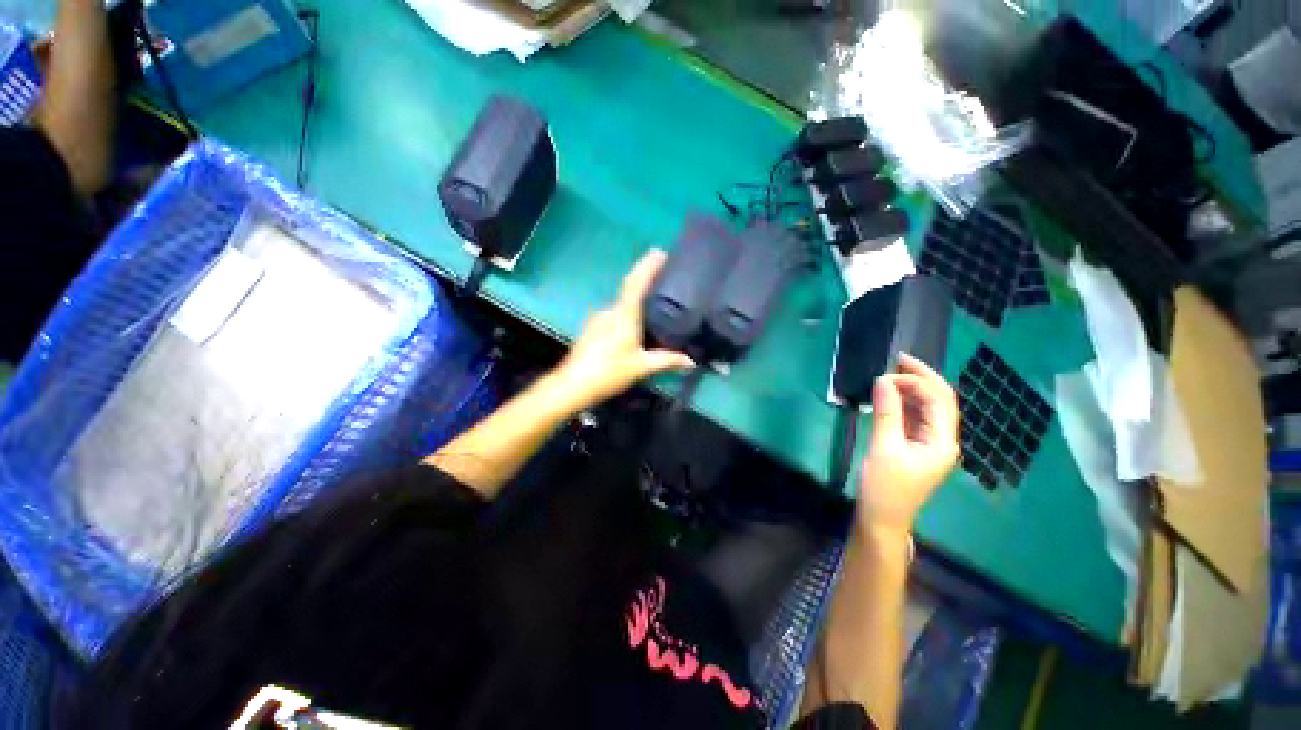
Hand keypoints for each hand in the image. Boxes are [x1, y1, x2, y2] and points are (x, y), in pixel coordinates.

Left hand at [554, 250, 694, 407]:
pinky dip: (626, 315)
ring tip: (652, 310)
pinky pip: (613, 315)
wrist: (572, 385)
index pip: (635, 283)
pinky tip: (633, 329)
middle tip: (665, 285)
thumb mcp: (641, 366)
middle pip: (629, 292)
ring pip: (621, 306)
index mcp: (623, 315)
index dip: (647, 266)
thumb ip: (667, 360)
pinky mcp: (591, 329)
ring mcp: (597, 319)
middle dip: (645, 285)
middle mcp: (609, 311)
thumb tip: (691, 361)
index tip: (660, 252)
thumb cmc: (609, 372)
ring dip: (635, 304)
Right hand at [857, 353, 960, 536]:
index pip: (939, 399)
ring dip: (911, 389)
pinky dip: (904, 403)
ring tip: (890, 374)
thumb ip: (886, 412)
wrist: (882, 519)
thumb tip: (883, 380)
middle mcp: (942, 440)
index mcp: (942, 441)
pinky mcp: (916, 447)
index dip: (918, 379)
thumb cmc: (884, 487)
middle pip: (939, 400)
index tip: (889, 370)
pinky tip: (889, 395)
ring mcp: (930, 444)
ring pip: (928, 408)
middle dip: (921, 378)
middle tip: (895, 361)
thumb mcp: (883, 447)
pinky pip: (915, 418)